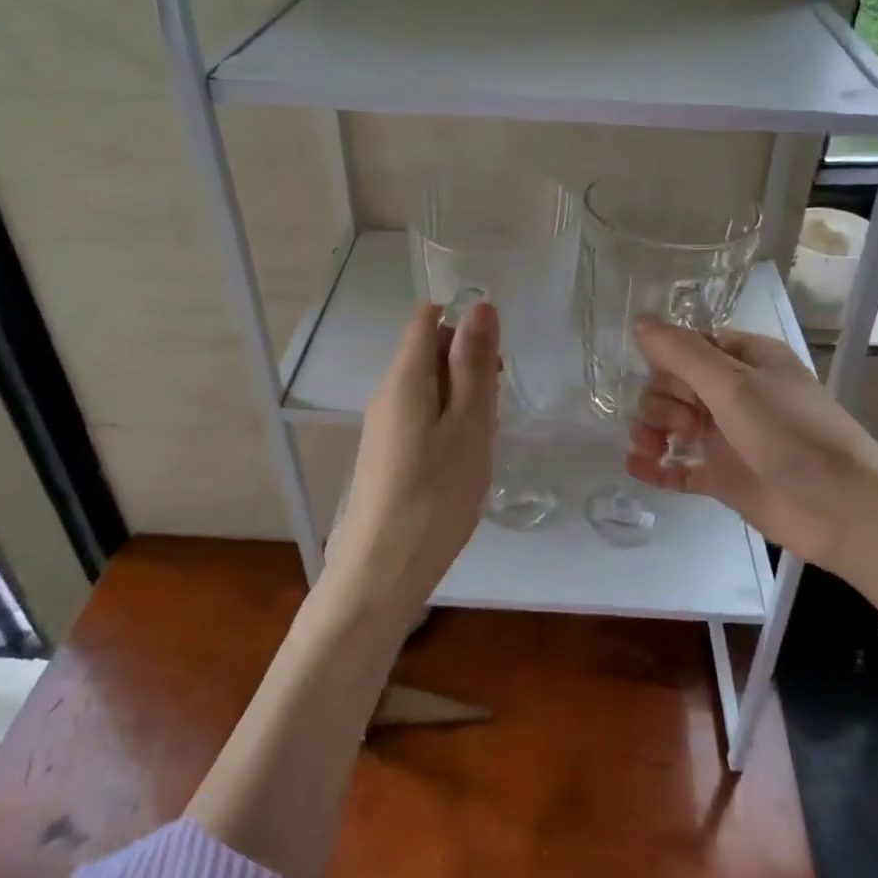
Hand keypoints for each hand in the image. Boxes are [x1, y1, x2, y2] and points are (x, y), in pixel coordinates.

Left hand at [324, 300, 499, 621]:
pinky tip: (464, 463)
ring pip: (430, 389)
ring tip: (483, 441)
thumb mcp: (469, 424)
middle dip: (468, 366)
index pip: (427, 319)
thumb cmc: (435, 494)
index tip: (494, 363)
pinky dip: (450, 427)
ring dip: (463, 401)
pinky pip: (422, 419)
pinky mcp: (387, 455)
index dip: (465, 327)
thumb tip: (479, 305)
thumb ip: (473, 363)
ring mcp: (384, 426)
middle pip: (429, 352)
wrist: (382, 571)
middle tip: (494, 409)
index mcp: (404, 377)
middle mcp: (387, 394)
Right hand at [625, 322, 877, 611]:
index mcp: (748, 360)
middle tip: (677, 422)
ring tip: (649, 447)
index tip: (659, 376)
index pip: (691, 347)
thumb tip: (638, 321)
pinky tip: (636, 466)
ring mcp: (729, 437)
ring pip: (674, 425)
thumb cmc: (790, 432)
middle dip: (661, 400)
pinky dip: (657, 465)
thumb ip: (682, 353)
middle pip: (676, 386)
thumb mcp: (734, 384)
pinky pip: (680, 467)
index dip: (668, 360)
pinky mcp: (724, 477)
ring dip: (652, 430)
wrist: (841, 508)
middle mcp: (737, 394)